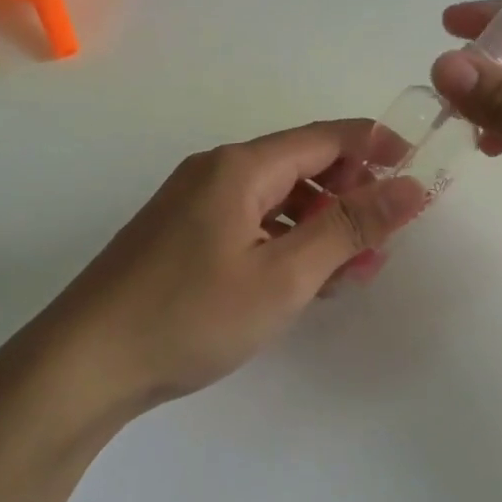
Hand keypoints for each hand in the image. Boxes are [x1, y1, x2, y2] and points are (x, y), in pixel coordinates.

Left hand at [42, 120, 423, 414]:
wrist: (84, 365)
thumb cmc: (191, 315)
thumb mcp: (285, 275)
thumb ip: (350, 227)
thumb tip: (411, 186)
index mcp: (241, 167)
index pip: (326, 137)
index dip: (377, 147)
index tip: (417, 173)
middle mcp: (217, 171)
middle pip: (303, 167)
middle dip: (351, 198)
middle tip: (382, 244)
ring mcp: (195, 203)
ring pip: (278, 200)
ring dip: (321, 227)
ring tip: (351, 273)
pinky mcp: (182, 235)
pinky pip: (251, 223)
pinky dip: (286, 243)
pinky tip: (301, 282)